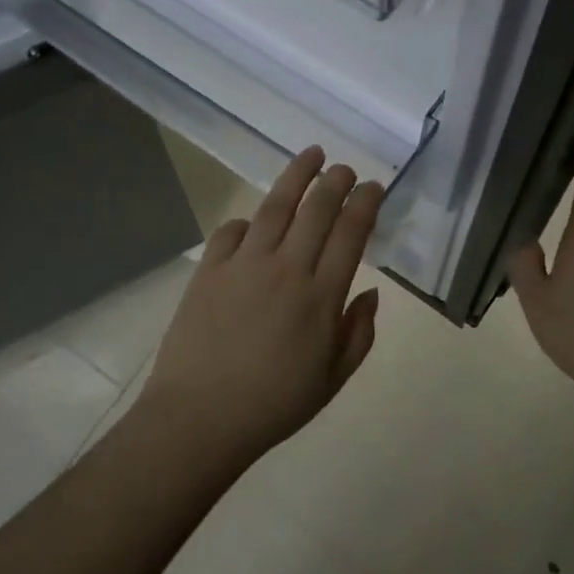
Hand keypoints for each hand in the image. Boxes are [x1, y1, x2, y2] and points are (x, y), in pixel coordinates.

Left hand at [134, 147, 383, 468]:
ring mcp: (244, 264)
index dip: (365, 203)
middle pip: (317, 209)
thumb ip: (358, 333)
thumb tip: (371, 293)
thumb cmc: (273, 405)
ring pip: (276, 206)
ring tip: (311, 156)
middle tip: (345, 169)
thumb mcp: (332, 380)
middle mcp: (286, 268)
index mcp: (321, 296)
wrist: (200, 417)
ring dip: (297, 176)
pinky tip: (254, 222)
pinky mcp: (209, 269)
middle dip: (335, 181)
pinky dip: (247, 222)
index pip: (351, 234)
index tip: (373, 187)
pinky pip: (231, 231)